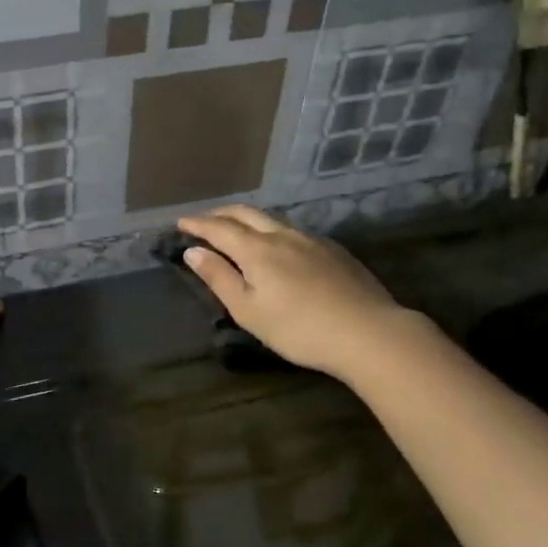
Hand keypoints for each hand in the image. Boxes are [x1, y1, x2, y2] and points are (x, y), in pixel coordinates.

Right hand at [175, 206, 419, 381]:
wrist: (367, 332)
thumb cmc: (298, 328)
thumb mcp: (249, 310)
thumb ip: (219, 278)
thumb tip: (193, 251)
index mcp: (257, 249)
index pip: (219, 228)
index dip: (197, 224)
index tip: (180, 223)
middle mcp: (282, 235)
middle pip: (246, 213)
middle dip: (220, 214)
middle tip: (204, 221)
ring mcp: (312, 240)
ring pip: (272, 220)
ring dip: (248, 220)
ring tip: (237, 230)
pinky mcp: (333, 250)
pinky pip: (294, 231)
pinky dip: (273, 231)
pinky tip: (278, 247)